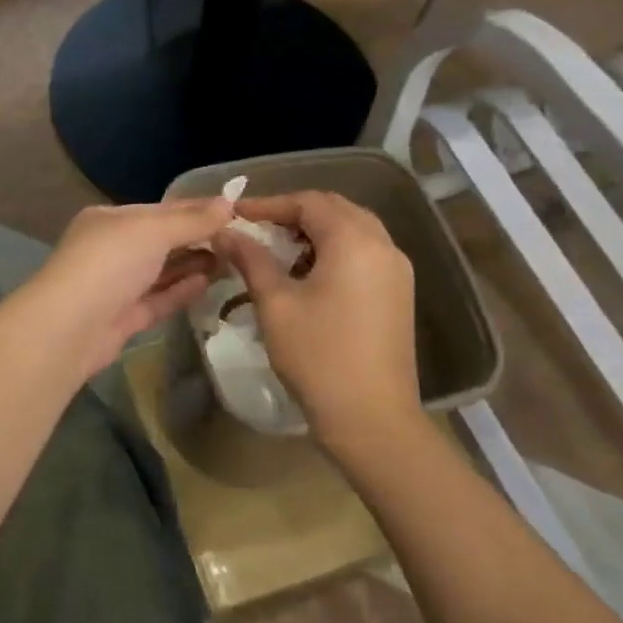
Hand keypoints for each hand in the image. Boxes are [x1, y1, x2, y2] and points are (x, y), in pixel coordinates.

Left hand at [18, 198, 234, 379]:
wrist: (70, 326)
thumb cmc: (110, 263)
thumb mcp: (153, 230)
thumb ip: (191, 220)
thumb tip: (228, 203)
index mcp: (110, 219)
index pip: (160, 210)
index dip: (196, 209)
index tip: (234, 211)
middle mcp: (111, 249)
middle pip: (160, 241)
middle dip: (196, 239)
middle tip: (239, 241)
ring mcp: (115, 285)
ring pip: (160, 271)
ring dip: (192, 265)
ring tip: (230, 261)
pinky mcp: (122, 318)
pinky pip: (157, 299)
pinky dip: (180, 290)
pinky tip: (208, 283)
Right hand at [214, 191, 420, 453]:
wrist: (372, 419)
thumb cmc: (318, 355)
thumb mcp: (275, 303)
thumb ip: (250, 258)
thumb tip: (224, 231)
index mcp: (354, 241)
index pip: (308, 202)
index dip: (269, 204)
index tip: (236, 215)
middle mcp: (383, 246)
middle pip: (335, 210)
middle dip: (294, 213)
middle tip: (257, 227)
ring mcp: (397, 271)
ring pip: (353, 230)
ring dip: (315, 232)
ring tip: (278, 251)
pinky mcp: (398, 294)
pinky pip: (364, 253)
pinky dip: (334, 251)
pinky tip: (308, 275)